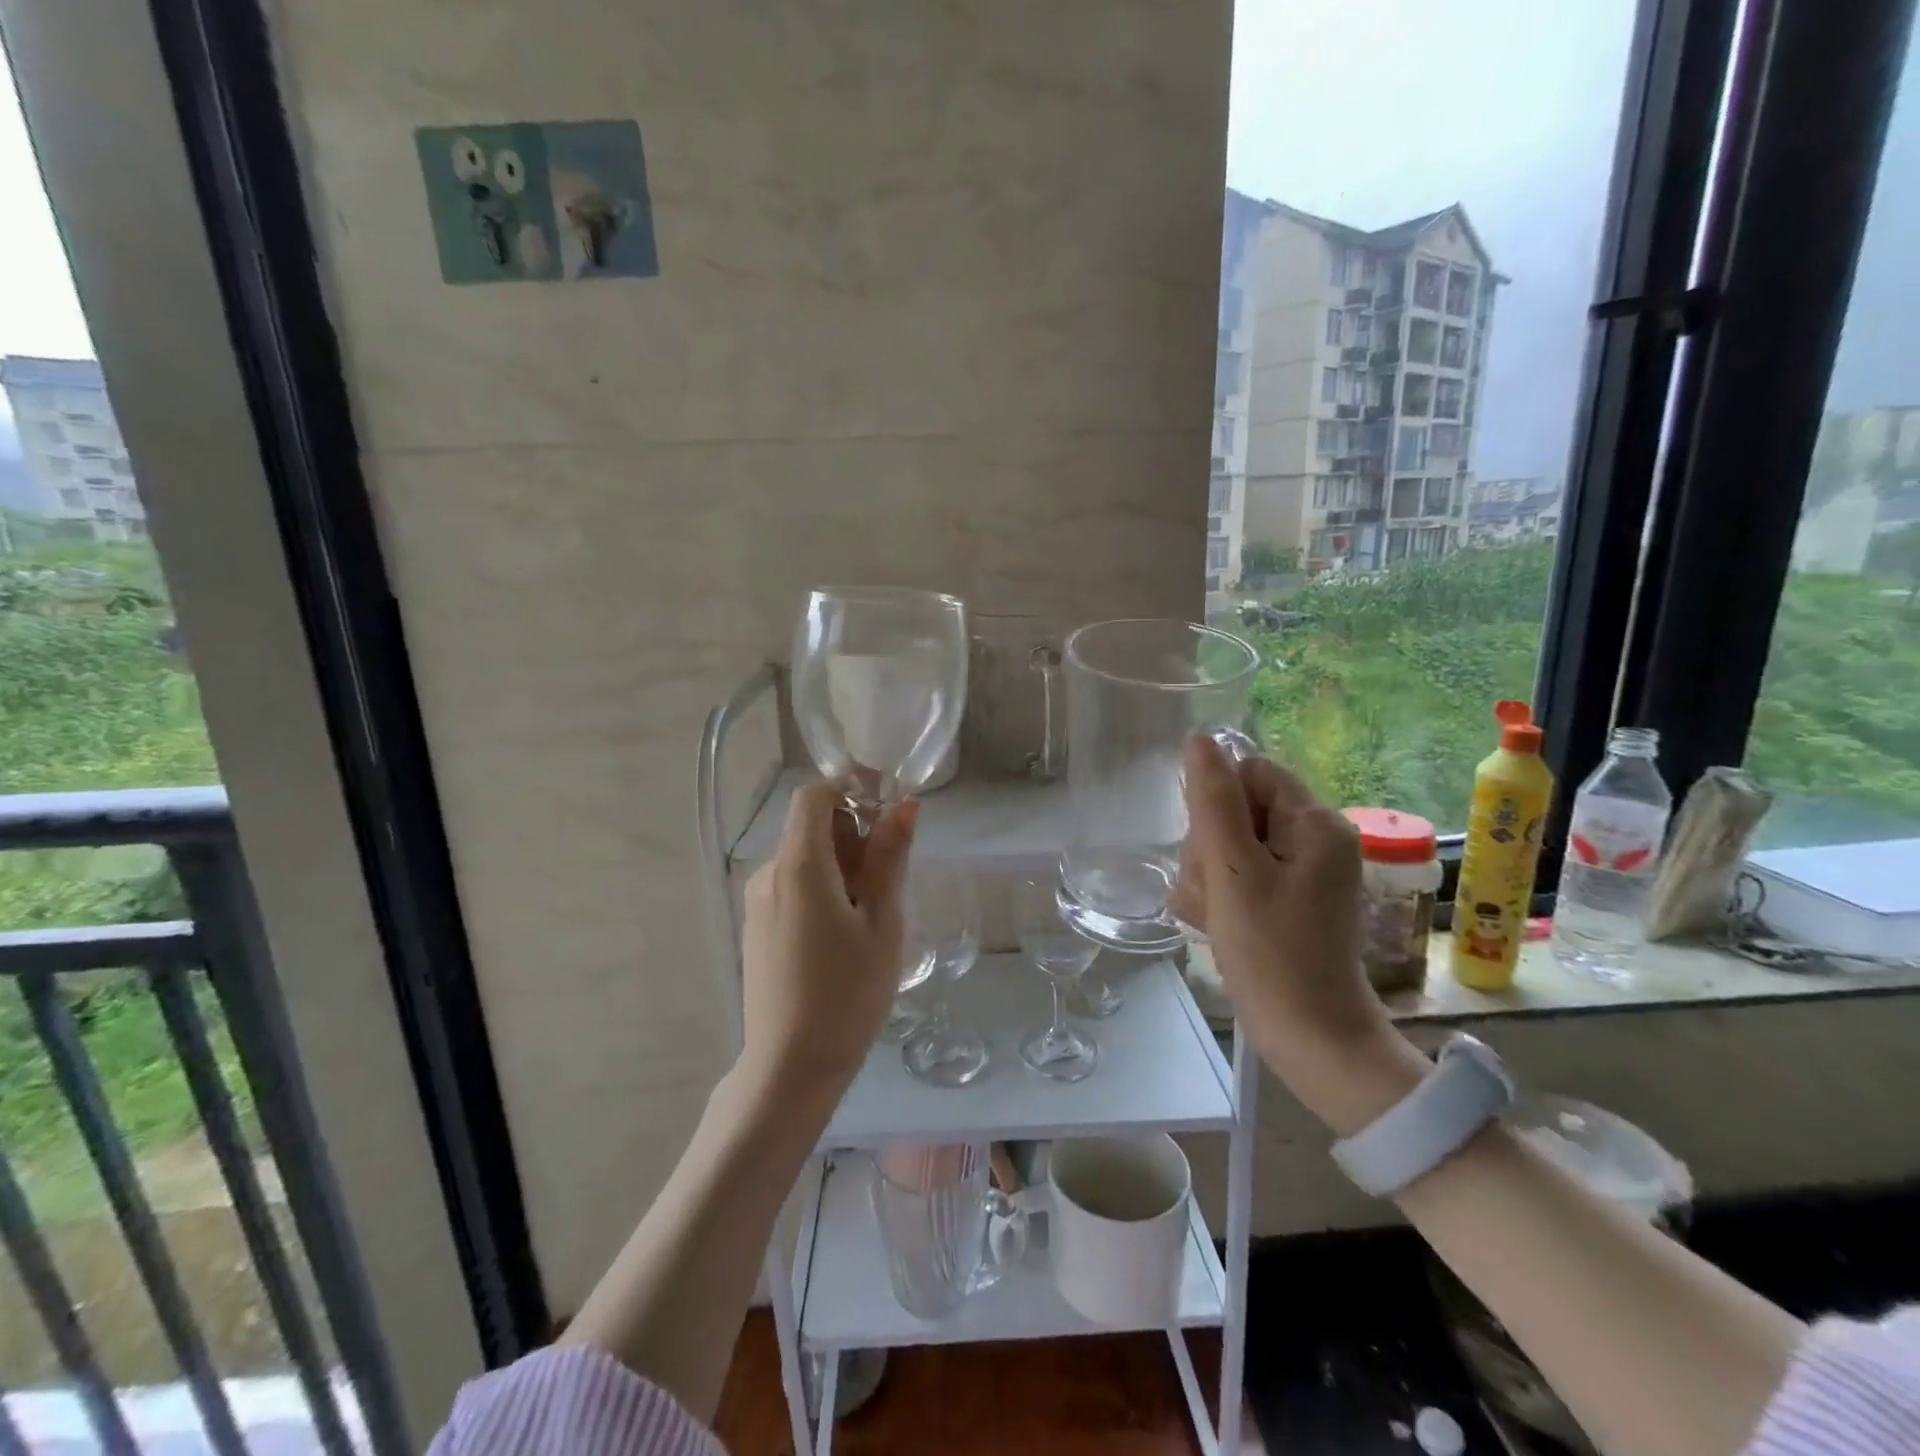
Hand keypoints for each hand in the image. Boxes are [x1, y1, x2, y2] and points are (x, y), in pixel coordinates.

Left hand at [739, 783, 917, 1100]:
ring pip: (804, 859)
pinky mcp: (756, 927)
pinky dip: (822, 889)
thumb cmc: (848, 992)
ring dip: (841, 867)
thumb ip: (890, 857)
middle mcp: (768, 873)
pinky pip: (792, 887)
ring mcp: (757, 902)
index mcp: (798, 865)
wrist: (790, 1067)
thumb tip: (905, 805)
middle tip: (888, 882)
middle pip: (811, 827)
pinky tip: (843, 936)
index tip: (887, 816)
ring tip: (870, 917)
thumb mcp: (882, 921)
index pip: (814, 795)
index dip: (850, 791)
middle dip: (853, 837)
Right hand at [1171, 735, 1423, 1133]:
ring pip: (1226, 846)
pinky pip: (1235, 877)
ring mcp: (1298, 872)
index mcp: (1315, 823)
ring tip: (1212, 917)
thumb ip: (1214, 801)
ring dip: (1205, 878)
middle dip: (1209, 849)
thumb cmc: (1272, 952)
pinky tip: (1212, 925)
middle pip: (1235, 810)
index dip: (1217, 804)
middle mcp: (1312, 840)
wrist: (1309, 1038)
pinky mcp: (1283, 899)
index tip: (1212, 849)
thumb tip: (1200, 739)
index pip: (1249, 773)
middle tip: (1215, 894)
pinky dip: (1217, 897)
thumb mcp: (1234, 872)